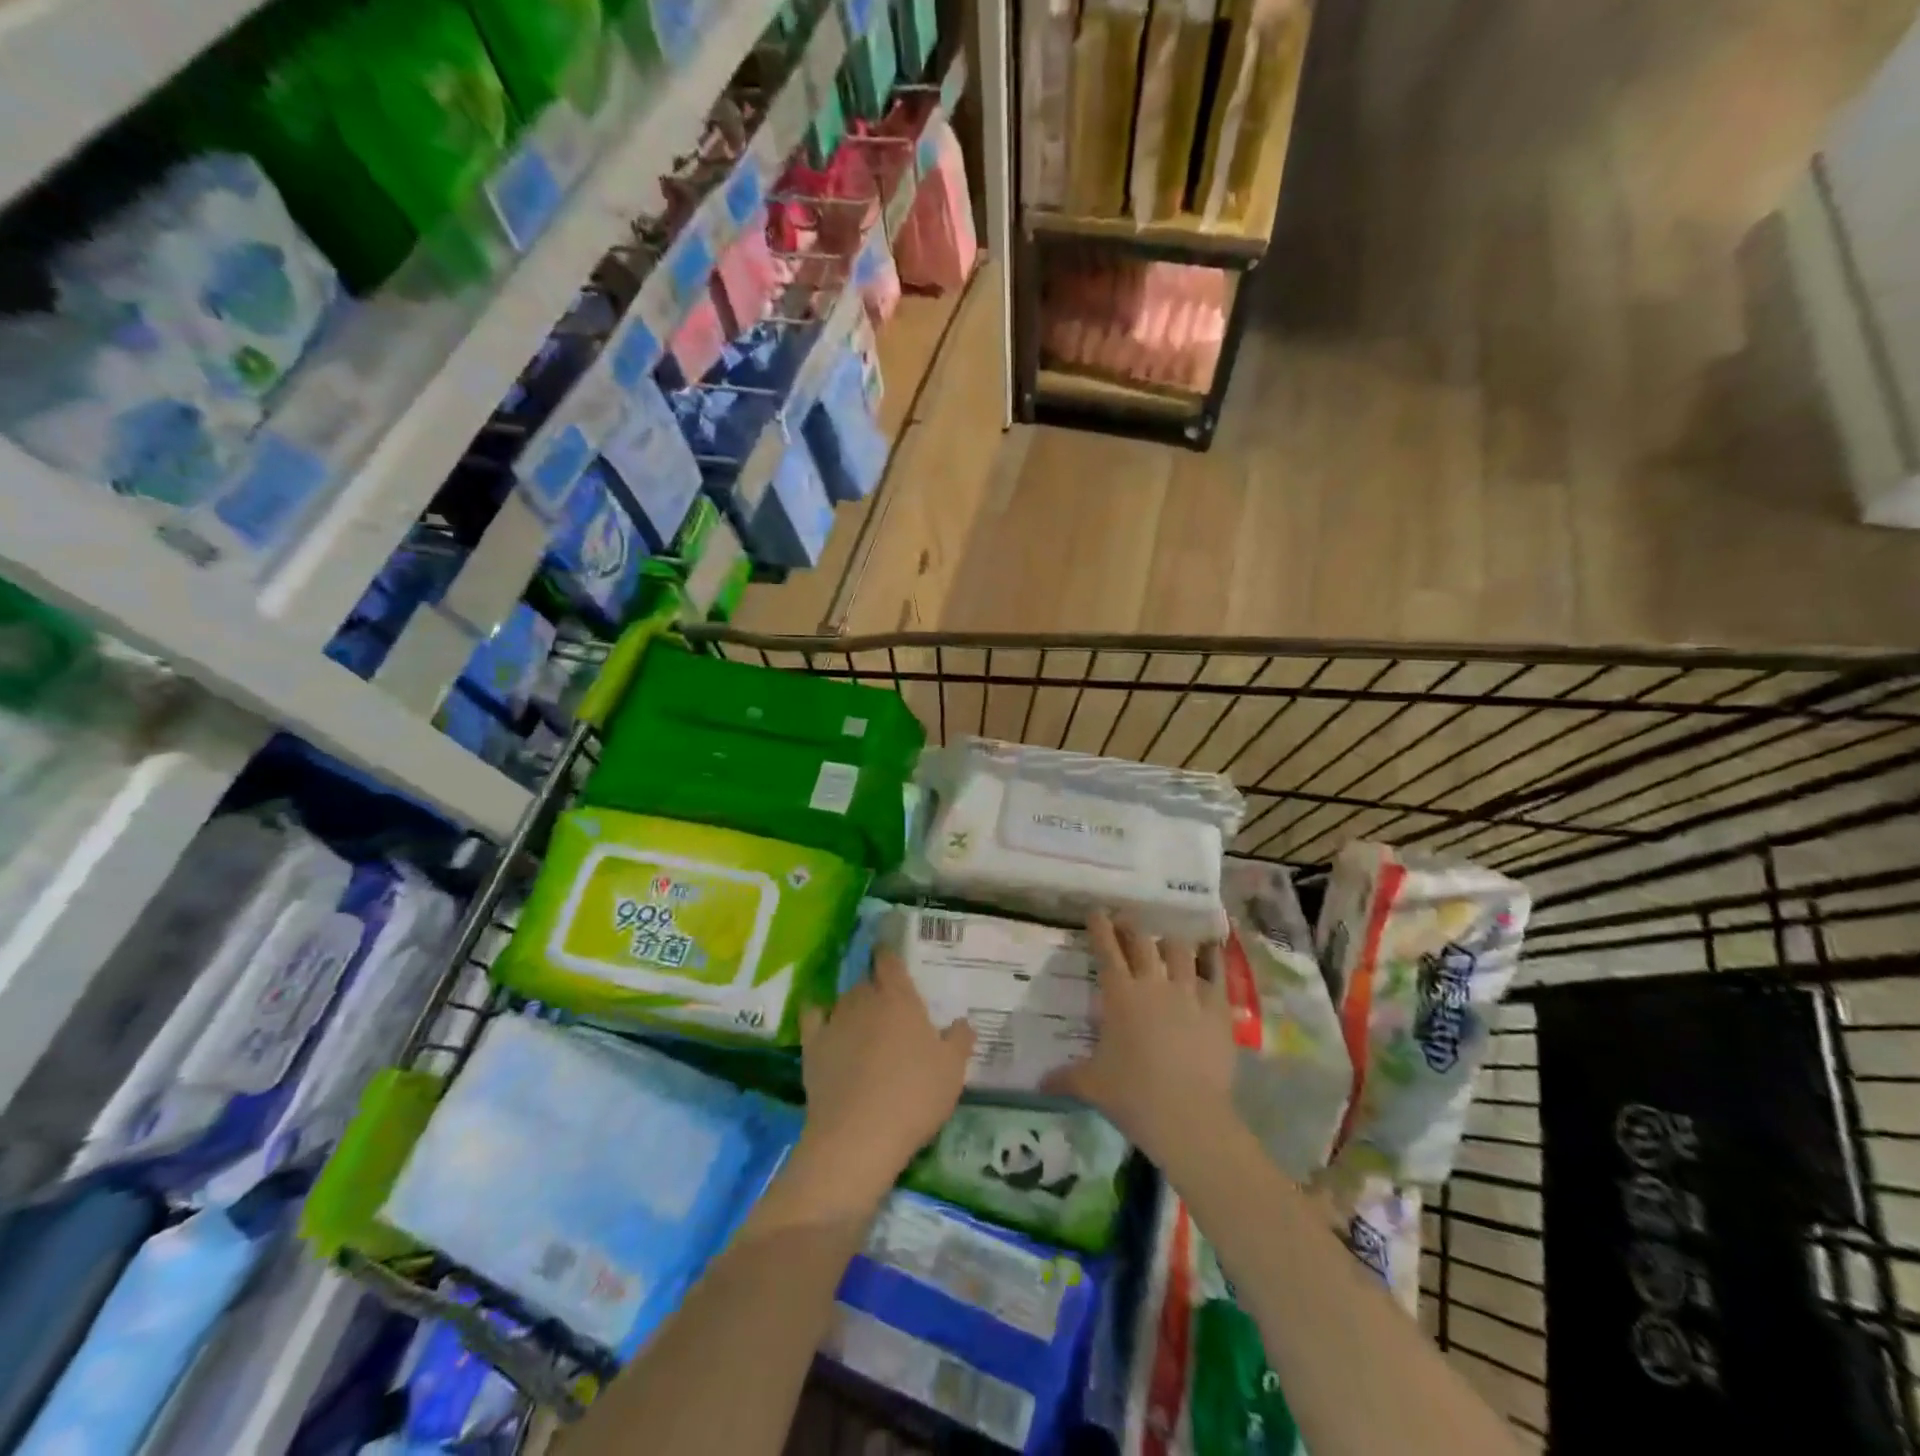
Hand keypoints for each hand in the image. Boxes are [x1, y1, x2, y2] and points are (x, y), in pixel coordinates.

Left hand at [795, 950, 974, 1204]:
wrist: (859, 1136)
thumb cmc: (914, 1096)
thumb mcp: (952, 1070)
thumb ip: (960, 1040)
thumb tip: (962, 1022)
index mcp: (900, 999)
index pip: (890, 961)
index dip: (889, 955)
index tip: (890, 955)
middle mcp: (865, 1000)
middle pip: (868, 983)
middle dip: (877, 990)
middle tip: (890, 1010)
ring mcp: (835, 1021)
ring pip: (844, 1000)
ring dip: (854, 1006)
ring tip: (863, 1025)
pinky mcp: (812, 1046)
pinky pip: (813, 1017)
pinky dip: (818, 1014)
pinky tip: (822, 1020)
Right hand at [1045, 912, 1237, 1164]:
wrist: (1189, 1116)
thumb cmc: (1133, 1096)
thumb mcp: (1091, 1085)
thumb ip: (1065, 1077)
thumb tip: (1038, 1083)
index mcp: (1119, 995)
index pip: (1106, 949)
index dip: (1100, 927)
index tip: (1097, 911)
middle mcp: (1153, 983)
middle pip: (1142, 941)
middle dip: (1131, 926)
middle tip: (1126, 919)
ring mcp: (1189, 993)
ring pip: (1179, 950)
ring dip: (1170, 943)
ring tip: (1167, 942)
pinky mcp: (1218, 1008)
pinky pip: (1216, 973)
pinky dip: (1212, 959)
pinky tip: (1211, 950)